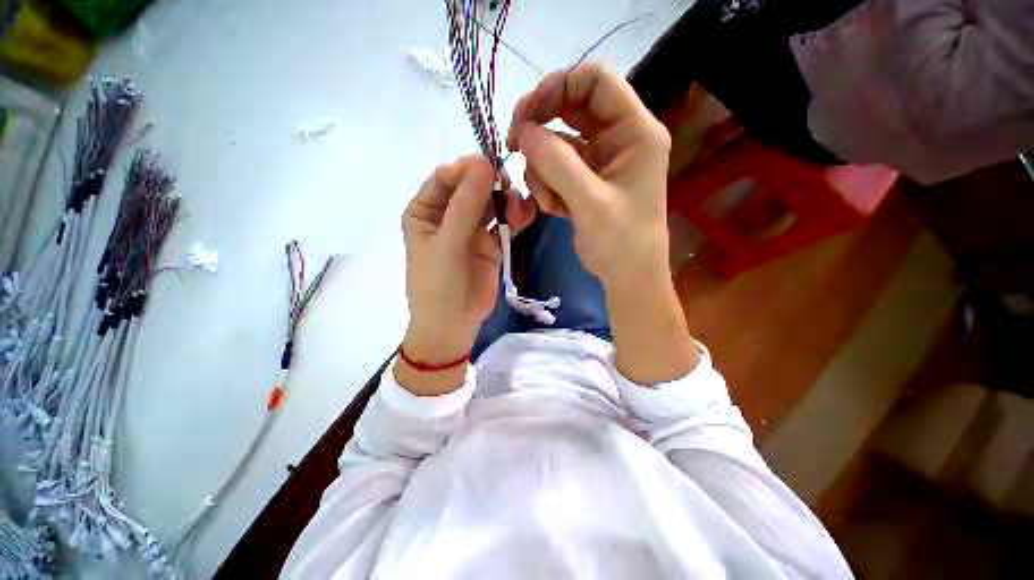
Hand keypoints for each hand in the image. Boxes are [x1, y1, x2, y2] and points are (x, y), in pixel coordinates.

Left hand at [398, 156, 534, 394]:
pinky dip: (515, 217)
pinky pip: (504, 223)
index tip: (490, 166)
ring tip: (517, 207)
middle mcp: (447, 216)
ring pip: (490, 204)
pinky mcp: (490, 244)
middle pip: (470, 188)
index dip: (466, 169)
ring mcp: (471, 230)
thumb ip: (466, 204)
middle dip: (490, 184)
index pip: (444, 179)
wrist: (454, 324)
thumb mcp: (448, 243)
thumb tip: (484, 162)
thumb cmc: (439, 284)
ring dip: (505, 200)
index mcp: (425, 211)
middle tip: (509, 185)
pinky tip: (526, 214)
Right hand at [508, 64, 698, 384]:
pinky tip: (552, 209)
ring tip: (547, 201)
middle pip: (572, 107)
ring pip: (558, 142)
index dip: (559, 86)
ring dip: (542, 167)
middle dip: (540, 124)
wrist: (627, 277)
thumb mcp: (590, 202)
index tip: (527, 114)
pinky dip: (546, 184)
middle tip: (514, 145)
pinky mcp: (586, 180)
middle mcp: (619, 138)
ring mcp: (600, 160)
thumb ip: (557, 163)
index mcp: (635, 132)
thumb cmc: (621, 242)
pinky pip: (556, 167)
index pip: (597, 81)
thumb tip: (524, 131)